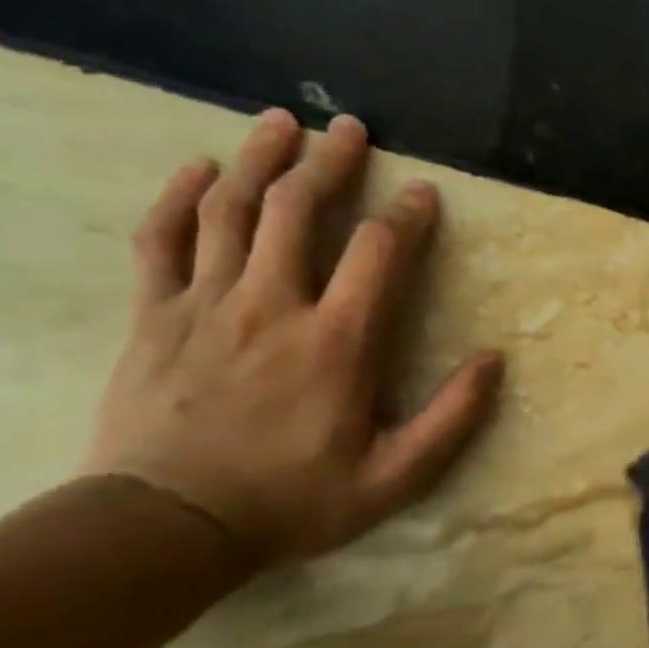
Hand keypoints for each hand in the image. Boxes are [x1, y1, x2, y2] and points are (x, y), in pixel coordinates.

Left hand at [82, 108, 502, 564]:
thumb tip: (493, 361)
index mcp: (337, 341)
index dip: (406, 215)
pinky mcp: (155, 316)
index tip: (423, 190)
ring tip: (281, 122)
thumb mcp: (396, 477)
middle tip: (348, 126)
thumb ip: (452, 418)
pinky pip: (161, 240)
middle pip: (296, 210)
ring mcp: (206, 304)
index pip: (378, 252)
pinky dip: (178, 197)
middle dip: (329, 162)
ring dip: (259, 159)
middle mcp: (272, 305)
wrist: (168, 525)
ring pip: (230, 210)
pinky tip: (196, 169)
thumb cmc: (294, 500)